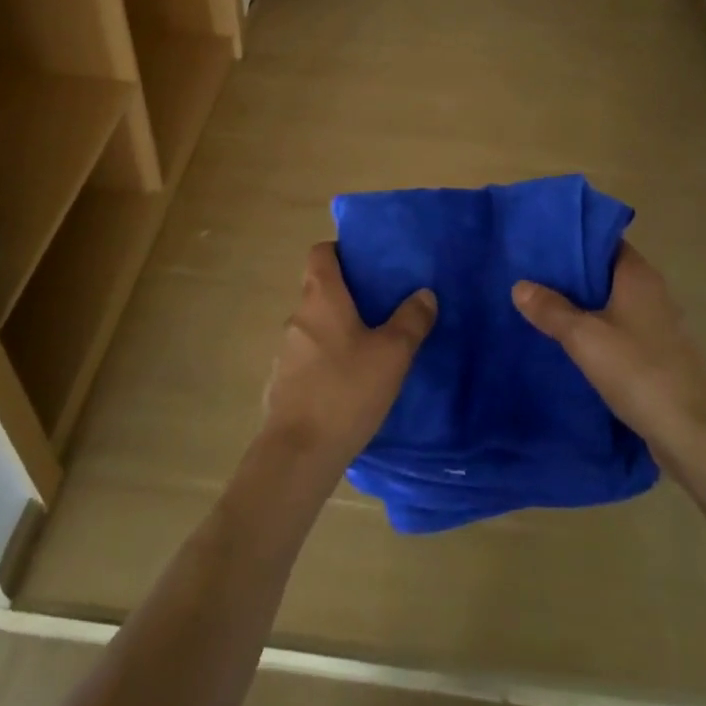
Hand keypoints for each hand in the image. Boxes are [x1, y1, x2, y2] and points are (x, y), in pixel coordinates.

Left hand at [262, 243, 437, 473]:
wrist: (297, 455)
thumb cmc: (346, 390)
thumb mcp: (392, 354)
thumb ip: (411, 320)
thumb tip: (424, 294)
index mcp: (321, 298)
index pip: (320, 253)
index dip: (340, 250)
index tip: (365, 262)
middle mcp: (298, 316)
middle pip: (319, 290)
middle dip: (346, 295)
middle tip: (380, 308)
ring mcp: (285, 351)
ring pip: (314, 327)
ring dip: (336, 331)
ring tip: (368, 349)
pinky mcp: (281, 384)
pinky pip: (307, 359)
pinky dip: (325, 361)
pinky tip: (347, 385)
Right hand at [512, 242, 705, 454]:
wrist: (694, 434)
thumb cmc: (638, 370)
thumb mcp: (584, 337)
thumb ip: (551, 309)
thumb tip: (520, 285)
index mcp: (638, 275)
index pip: (603, 241)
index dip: (573, 239)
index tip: (540, 243)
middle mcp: (652, 292)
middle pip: (605, 272)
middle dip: (571, 274)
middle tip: (529, 275)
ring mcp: (658, 326)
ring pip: (612, 304)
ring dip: (582, 306)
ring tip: (541, 307)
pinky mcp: (658, 356)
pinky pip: (619, 331)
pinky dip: (596, 332)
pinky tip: (569, 344)